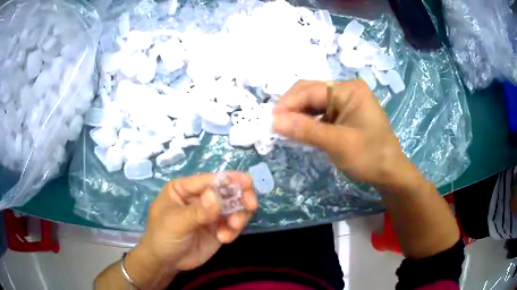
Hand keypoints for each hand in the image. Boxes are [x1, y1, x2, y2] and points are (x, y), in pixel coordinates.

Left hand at [136, 173, 256, 271]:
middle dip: (240, 197)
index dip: (229, 179)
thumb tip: (216, 195)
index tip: (248, 183)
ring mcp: (210, 214)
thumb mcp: (177, 222)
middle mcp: (200, 198)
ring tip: (232, 228)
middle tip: (250, 205)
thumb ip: (198, 210)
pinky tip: (224, 239)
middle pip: (226, 190)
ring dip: (238, 216)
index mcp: (185, 188)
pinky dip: (234, 230)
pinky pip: (233, 224)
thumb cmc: (163, 236)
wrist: (165, 263)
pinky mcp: (218, 228)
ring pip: (234, 207)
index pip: (209, 179)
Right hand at [273, 80, 411, 187]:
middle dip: (292, 107)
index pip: (310, 90)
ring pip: (314, 103)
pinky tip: (301, 131)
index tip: (271, 121)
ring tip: (285, 129)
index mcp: (349, 89)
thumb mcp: (337, 143)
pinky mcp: (345, 113)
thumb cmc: (369, 156)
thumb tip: (274, 120)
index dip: (288, 104)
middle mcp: (347, 90)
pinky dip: (309, 121)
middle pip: (311, 92)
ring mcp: (347, 101)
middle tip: (276, 126)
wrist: (390, 172)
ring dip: (299, 115)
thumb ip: (305, 130)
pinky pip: (321, 112)